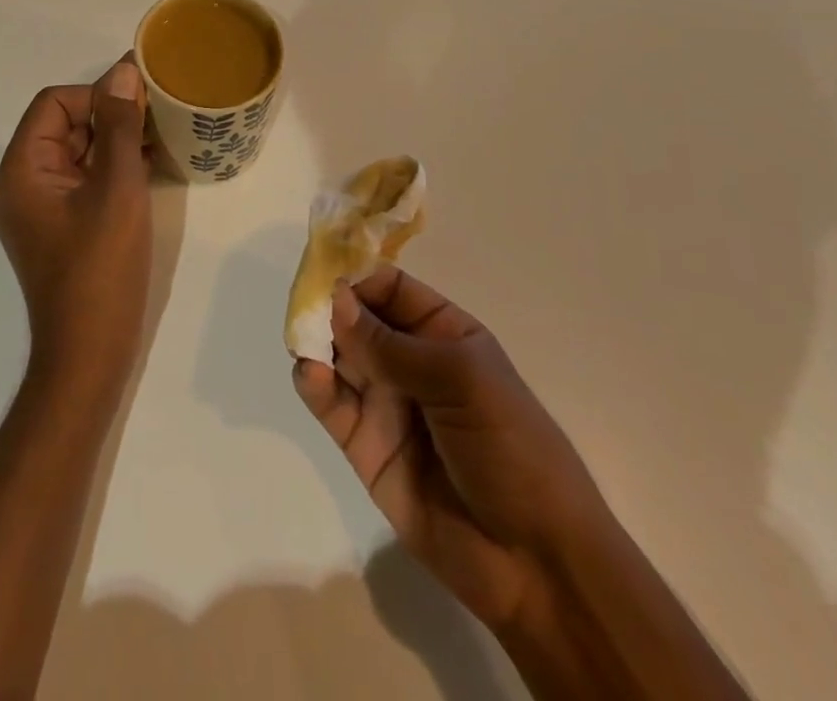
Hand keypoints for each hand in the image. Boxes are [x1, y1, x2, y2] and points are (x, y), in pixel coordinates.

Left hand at [0, 59, 151, 395]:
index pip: (54, 103)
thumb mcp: (117, 188)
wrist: (89, 355)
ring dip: (115, 141)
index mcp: (21, 169)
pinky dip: (112, 168)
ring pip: (77, 152)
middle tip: (159, 116)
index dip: (96, 94)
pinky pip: (83, 180)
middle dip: (110, 116)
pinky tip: (149, 165)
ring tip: (160, 137)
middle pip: (64, 125)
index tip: (141, 102)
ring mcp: (39, 207)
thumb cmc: (101, 268)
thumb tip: (122, 70)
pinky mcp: (58, 226)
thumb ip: (119, 125)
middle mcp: (21, 182)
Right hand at [293, 268, 604, 633]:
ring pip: (337, 357)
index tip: (323, 272)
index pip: (389, 288)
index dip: (357, 276)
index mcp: (443, 333)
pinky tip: (310, 375)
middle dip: (328, 307)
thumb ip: (392, 344)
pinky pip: (331, 404)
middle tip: (301, 306)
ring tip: (302, 340)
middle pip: (356, 319)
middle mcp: (410, 361)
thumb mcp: (461, 381)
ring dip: (315, 342)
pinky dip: (313, 384)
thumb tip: (335, 300)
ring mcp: (385, 403)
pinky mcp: (364, 445)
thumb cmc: (512, 450)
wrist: (535, 564)